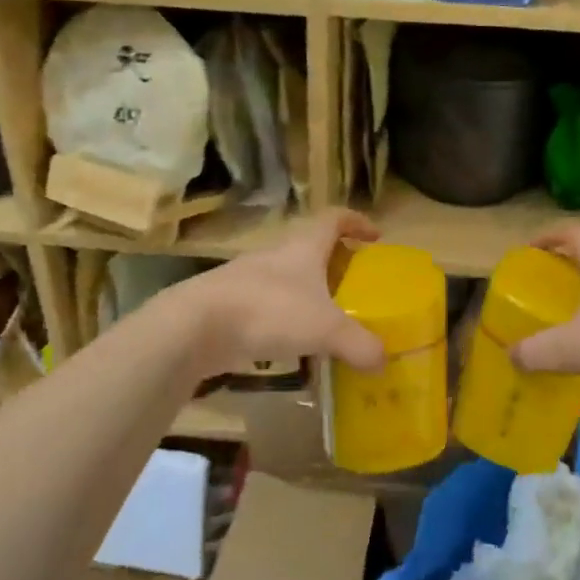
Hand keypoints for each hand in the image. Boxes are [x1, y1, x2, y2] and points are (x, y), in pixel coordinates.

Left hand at [173, 210, 385, 380]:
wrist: (195, 326)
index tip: (375, 236)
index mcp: (303, 247)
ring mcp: (249, 280)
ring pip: (288, 280)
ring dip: (308, 294)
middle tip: (355, 286)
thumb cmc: (269, 310)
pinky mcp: (231, 307)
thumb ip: (358, 343)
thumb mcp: (325, 328)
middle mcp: (276, 256)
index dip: (356, 222)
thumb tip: (383, 361)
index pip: (334, 219)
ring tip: (328, 321)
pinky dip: (285, 321)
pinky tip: (293, 346)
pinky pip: (268, 308)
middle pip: (311, 249)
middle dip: (334, 263)